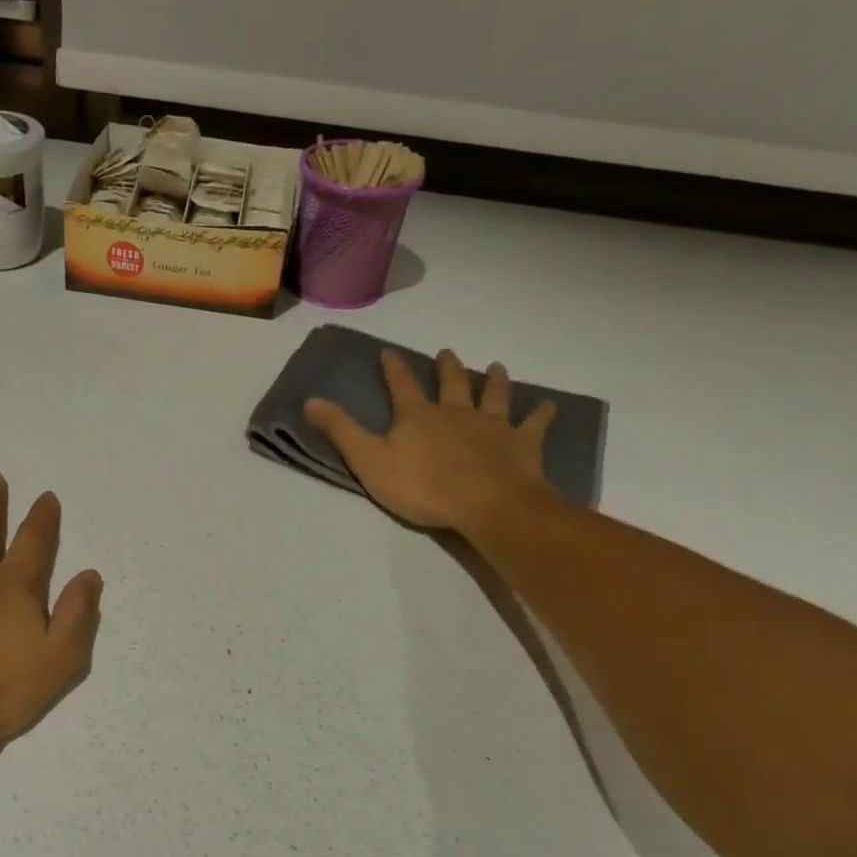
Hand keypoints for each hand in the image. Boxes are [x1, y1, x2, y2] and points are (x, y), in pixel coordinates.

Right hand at [303, 350, 560, 534]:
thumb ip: (340, 431)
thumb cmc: (421, 486)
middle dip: (447, 367)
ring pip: (494, 395)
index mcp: (417, 416)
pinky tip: (548, 406)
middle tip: (447, 353)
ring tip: (496, 367)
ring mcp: (492, 425)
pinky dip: (541, 414)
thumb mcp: (368, 460)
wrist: (485, 504)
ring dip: (494, 380)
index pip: (401, 386)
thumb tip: (309, 400)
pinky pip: (534, 424)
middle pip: (452, 383)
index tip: (388, 352)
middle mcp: (455, 412)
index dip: (392, 369)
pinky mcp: (522, 444)